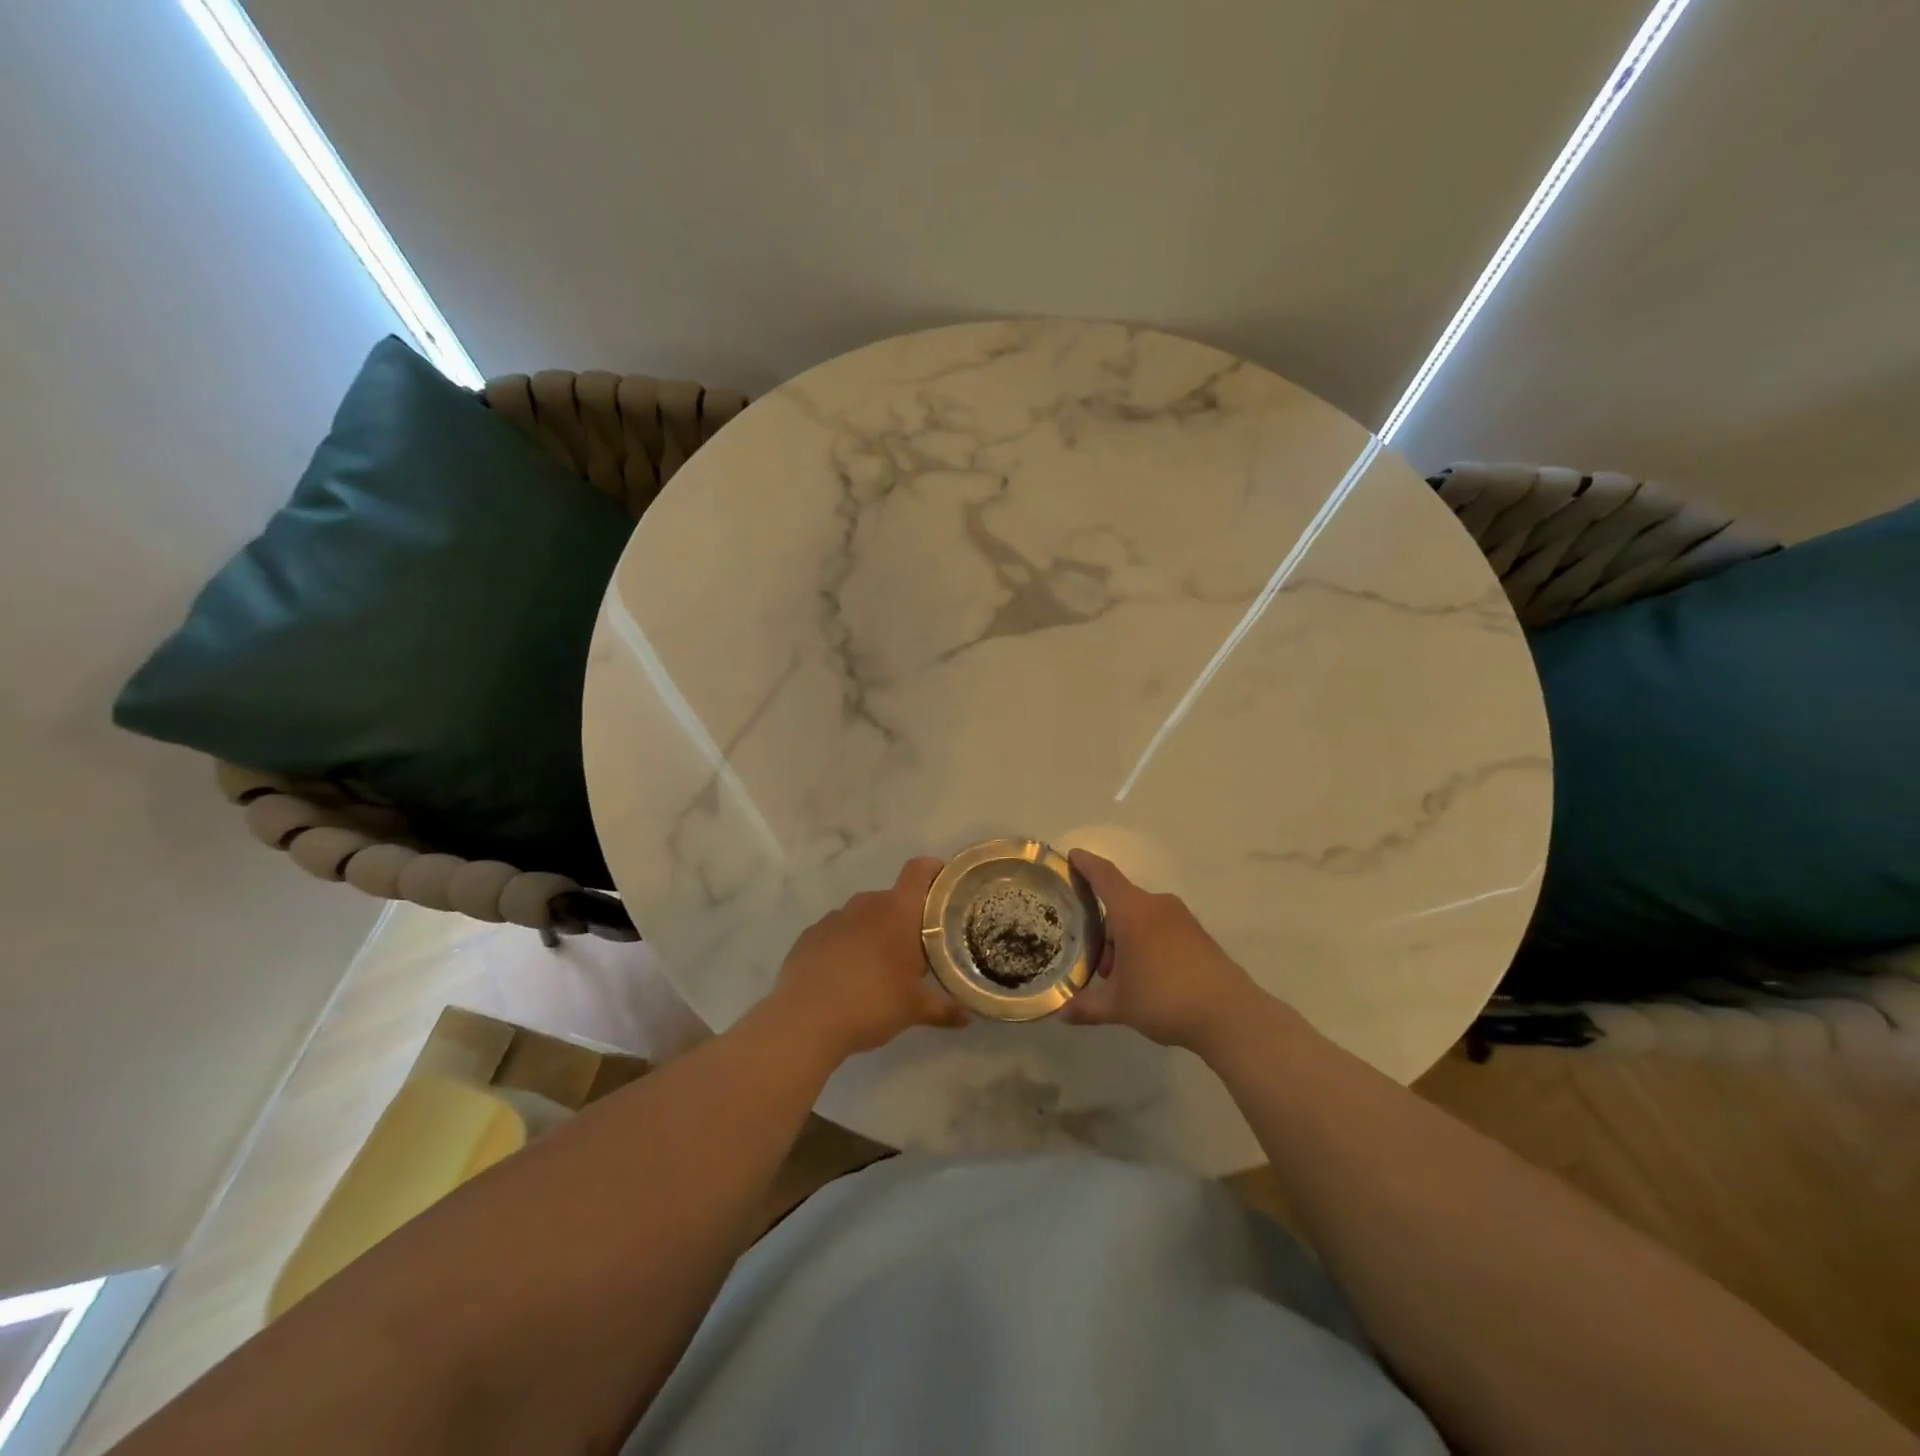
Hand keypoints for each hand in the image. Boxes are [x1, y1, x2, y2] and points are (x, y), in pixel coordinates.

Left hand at [767, 856, 967, 1062]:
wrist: (806, 1020)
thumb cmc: (872, 1004)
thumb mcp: (914, 1010)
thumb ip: (944, 1009)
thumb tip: (968, 1018)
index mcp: (898, 912)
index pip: (919, 870)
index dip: (933, 870)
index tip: (943, 884)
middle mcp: (866, 904)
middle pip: (892, 899)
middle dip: (904, 919)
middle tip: (913, 950)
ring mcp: (834, 917)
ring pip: (862, 916)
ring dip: (872, 933)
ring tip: (876, 967)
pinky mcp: (809, 935)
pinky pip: (836, 933)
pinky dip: (844, 946)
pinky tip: (843, 977)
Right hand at [1062, 849, 1270, 1053]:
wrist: (1229, 1014)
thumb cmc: (1164, 997)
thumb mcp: (1118, 1005)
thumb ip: (1086, 1005)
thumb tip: (1061, 1013)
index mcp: (1132, 911)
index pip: (1104, 876)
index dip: (1086, 864)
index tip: (1072, 855)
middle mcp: (1157, 906)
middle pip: (1121, 902)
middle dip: (1104, 925)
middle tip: (1091, 954)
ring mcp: (1182, 919)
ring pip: (1142, 918)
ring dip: (1126, 938)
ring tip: (1118, 974)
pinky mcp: (1199, 935)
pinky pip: (1162, 929)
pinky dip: (1147, 943)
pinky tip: (1146, 976)